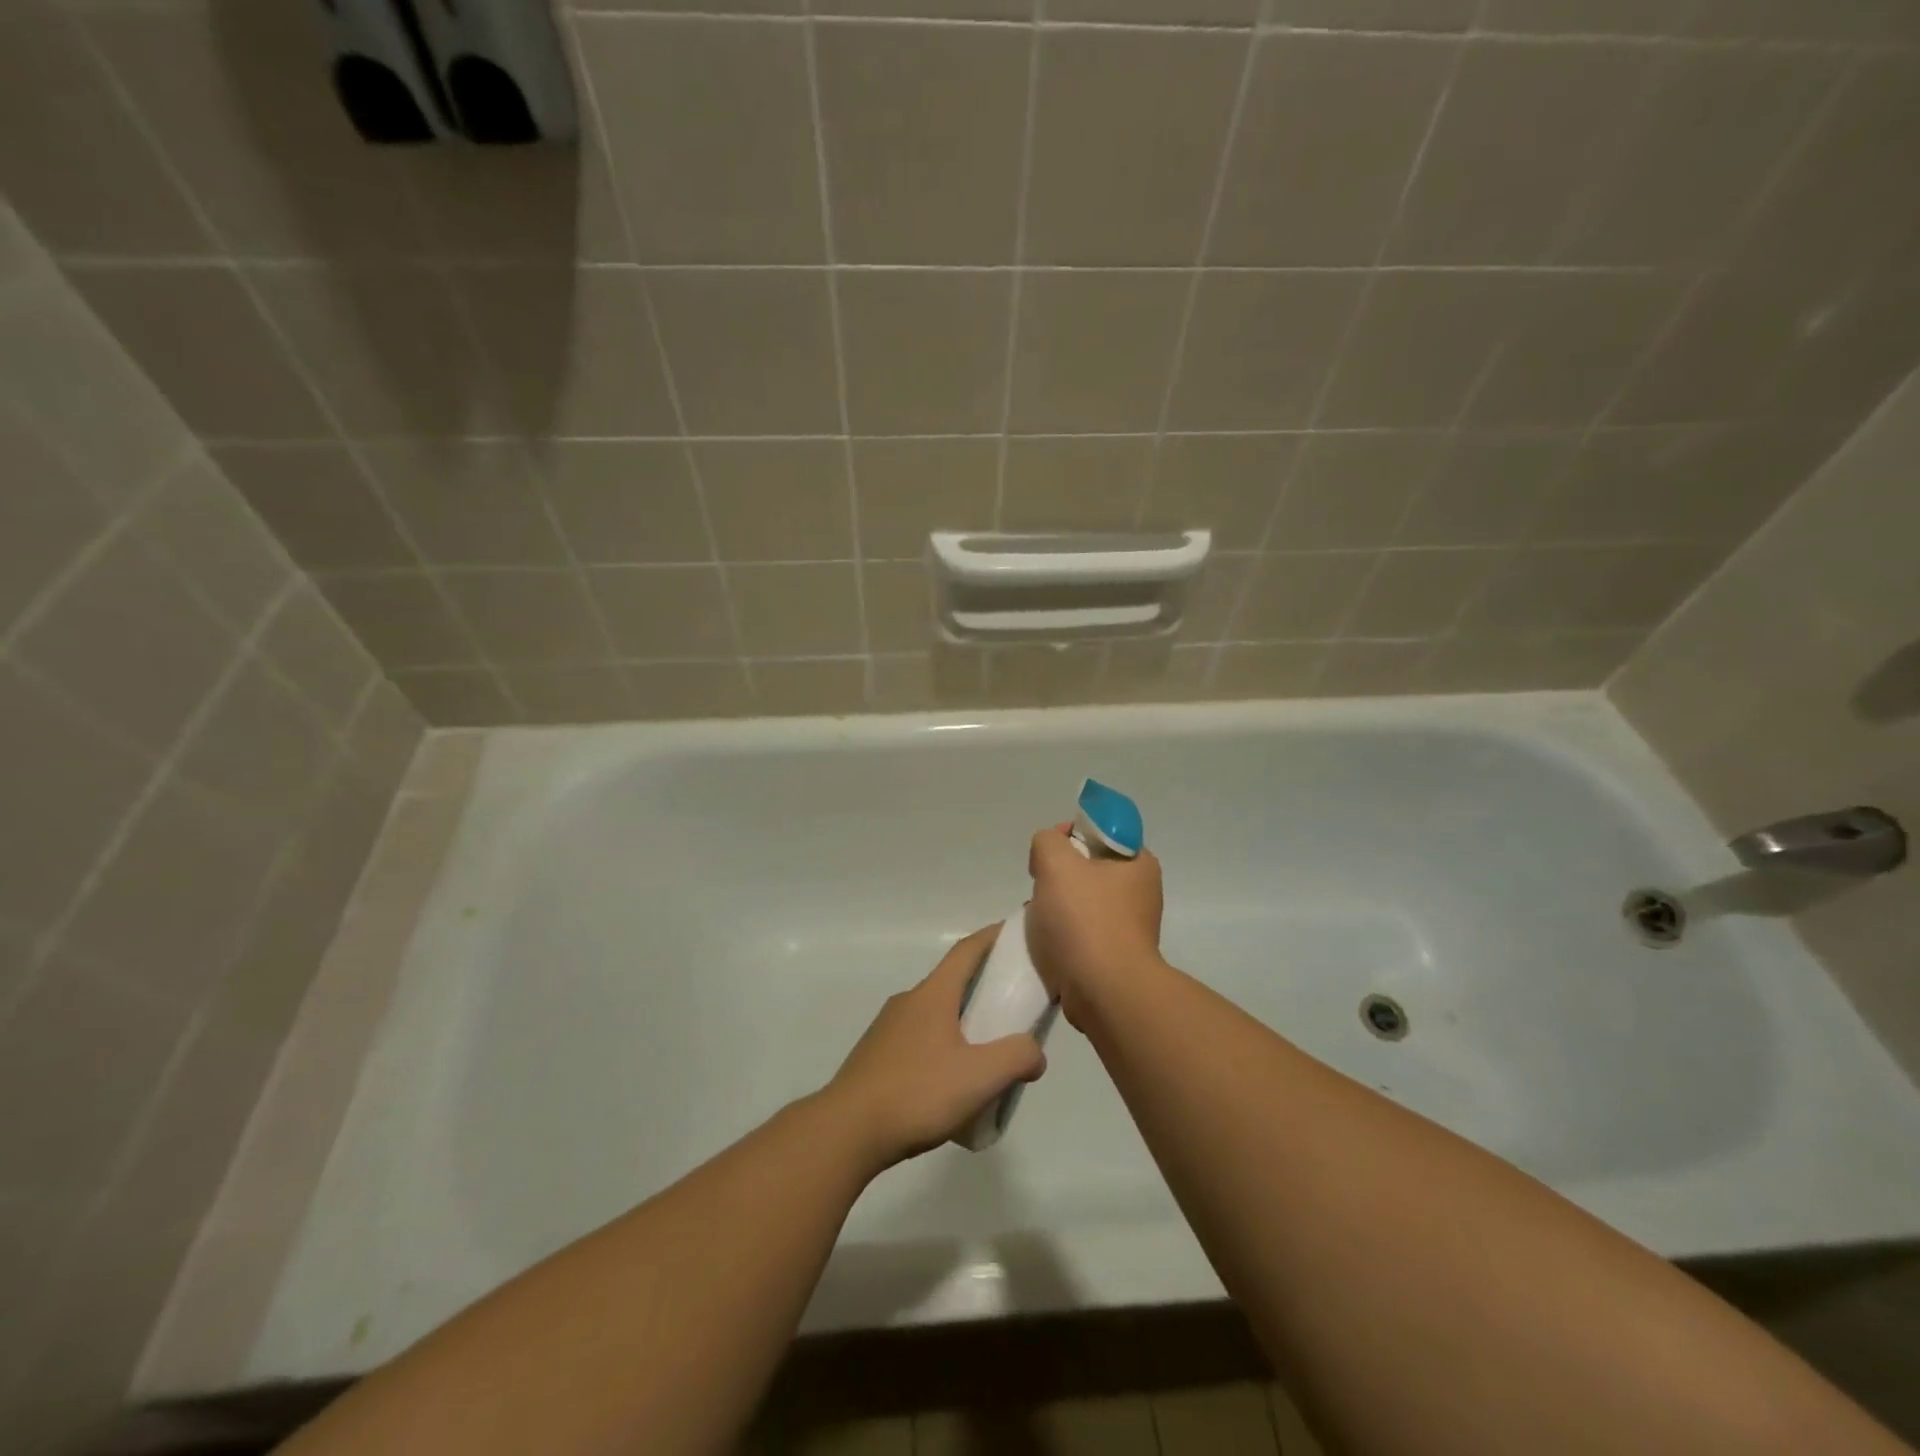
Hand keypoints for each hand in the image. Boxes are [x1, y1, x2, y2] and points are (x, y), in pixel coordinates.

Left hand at [824, 925, 1046, 1168]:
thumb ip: (1016, 1058)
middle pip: (952, 982)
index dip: (992, 937)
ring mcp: (888, 1029)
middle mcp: (908, 1002)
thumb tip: (1035, 1053)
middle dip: (983, 986)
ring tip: (987, 1052)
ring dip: (962, 1021)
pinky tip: (951, 1083)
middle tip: (1014, 1005)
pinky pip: (919, 1040)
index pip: (967, 950)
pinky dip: (942, 1047)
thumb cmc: (916, 1093)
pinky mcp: (876, 1057)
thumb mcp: (979, 1077)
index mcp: (933, 995)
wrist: (847, 1131)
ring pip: (935, 1014)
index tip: (1016, 931)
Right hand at [1026, 825, 1165, 1025]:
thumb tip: (1049, 851)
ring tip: (1041, 919)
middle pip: (1089, 867)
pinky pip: (1083, 933)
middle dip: (1059, 875)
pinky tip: (1049, 943)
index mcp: (1140, 863)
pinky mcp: (1117, 956)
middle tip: (1042, 887)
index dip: (1071, 834)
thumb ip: (1047, 841)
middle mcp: (1142, 892)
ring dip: (1057, 907)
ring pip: (1083, 902)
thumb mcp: (1056, 862)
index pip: (1102, 831)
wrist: (1104, 992)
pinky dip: (1064, 935)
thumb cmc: (1085, 919)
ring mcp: (1131, 927)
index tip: (1050, 853)